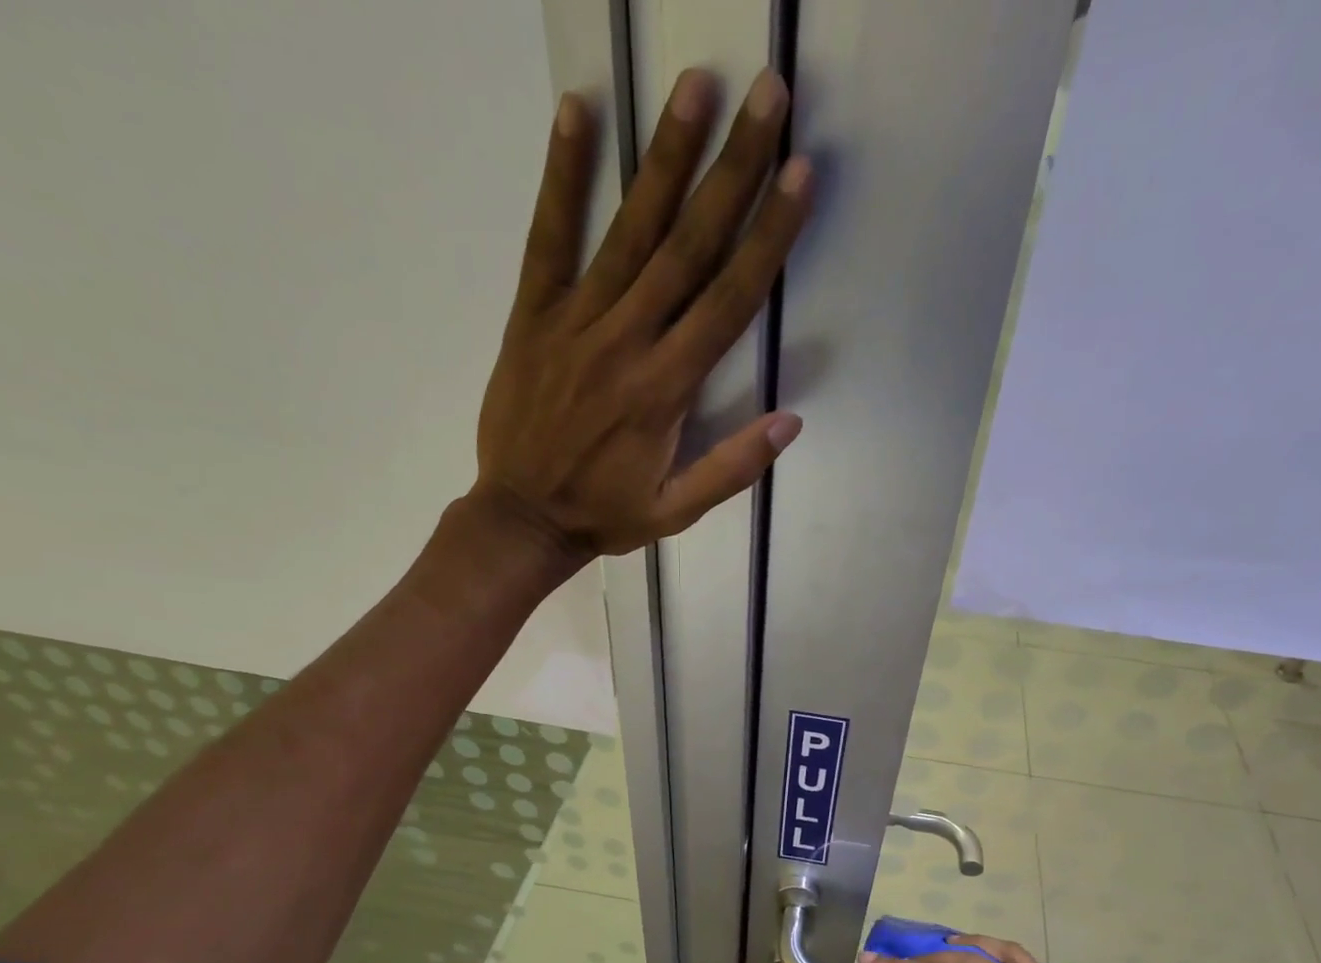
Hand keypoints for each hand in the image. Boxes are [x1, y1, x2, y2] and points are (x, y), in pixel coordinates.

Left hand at [472, 69, 811, 561]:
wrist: (522, 518)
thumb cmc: (605, 515)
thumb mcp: (677, 512)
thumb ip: (732, 468)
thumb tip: (791, 421)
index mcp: (666, 389)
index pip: (728, 300)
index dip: (768, 236)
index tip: (798, 174)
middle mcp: (627, 341)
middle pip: (688, 246)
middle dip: (732, 169)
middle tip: (766, 95)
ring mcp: (576, 322)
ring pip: (629, 230)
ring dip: (665, 156)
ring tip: (698, 86)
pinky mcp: (533, 315)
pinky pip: (549, 237)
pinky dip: (562, 175)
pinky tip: (578, 112)